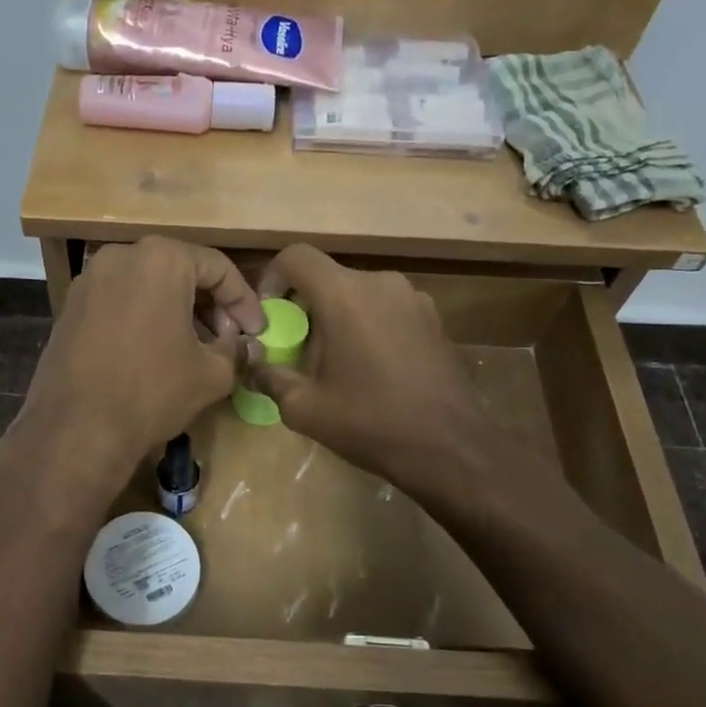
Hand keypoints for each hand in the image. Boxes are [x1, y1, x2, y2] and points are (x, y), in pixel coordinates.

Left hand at [8, 238, 264, 494]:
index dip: (245, 302)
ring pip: (149, 286)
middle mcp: (121, 255)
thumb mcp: (212, 373)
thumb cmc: (153, 391)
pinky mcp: (70, 306)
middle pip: (181, 272)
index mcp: (161, 258)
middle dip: (211, 306)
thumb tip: (244, 345)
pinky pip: (121, 301)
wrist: (76, 428)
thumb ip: (235, 349)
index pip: (219, 268)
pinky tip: (157, 353)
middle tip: (228, 339)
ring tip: (196, 349)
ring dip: (178, 312)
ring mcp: (89, 279)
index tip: (257, 332)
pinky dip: (145, 318)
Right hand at [246, 245, 499, 497]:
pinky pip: (387, 309)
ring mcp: (414, 298)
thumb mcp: (304, 408)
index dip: (272, 277)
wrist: (451, 449)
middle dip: (305, 307)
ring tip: (337, 363)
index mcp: (345, 295)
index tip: (270, 315)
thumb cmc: (371, 423)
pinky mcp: (435, 319)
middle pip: (328, 278)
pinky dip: (369, 326)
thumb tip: (253, 364)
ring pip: (359, 294)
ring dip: (338, 318)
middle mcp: (381, 283)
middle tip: (298, 350)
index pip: (296, 257)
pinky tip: (372, 369)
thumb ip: (270, 377)